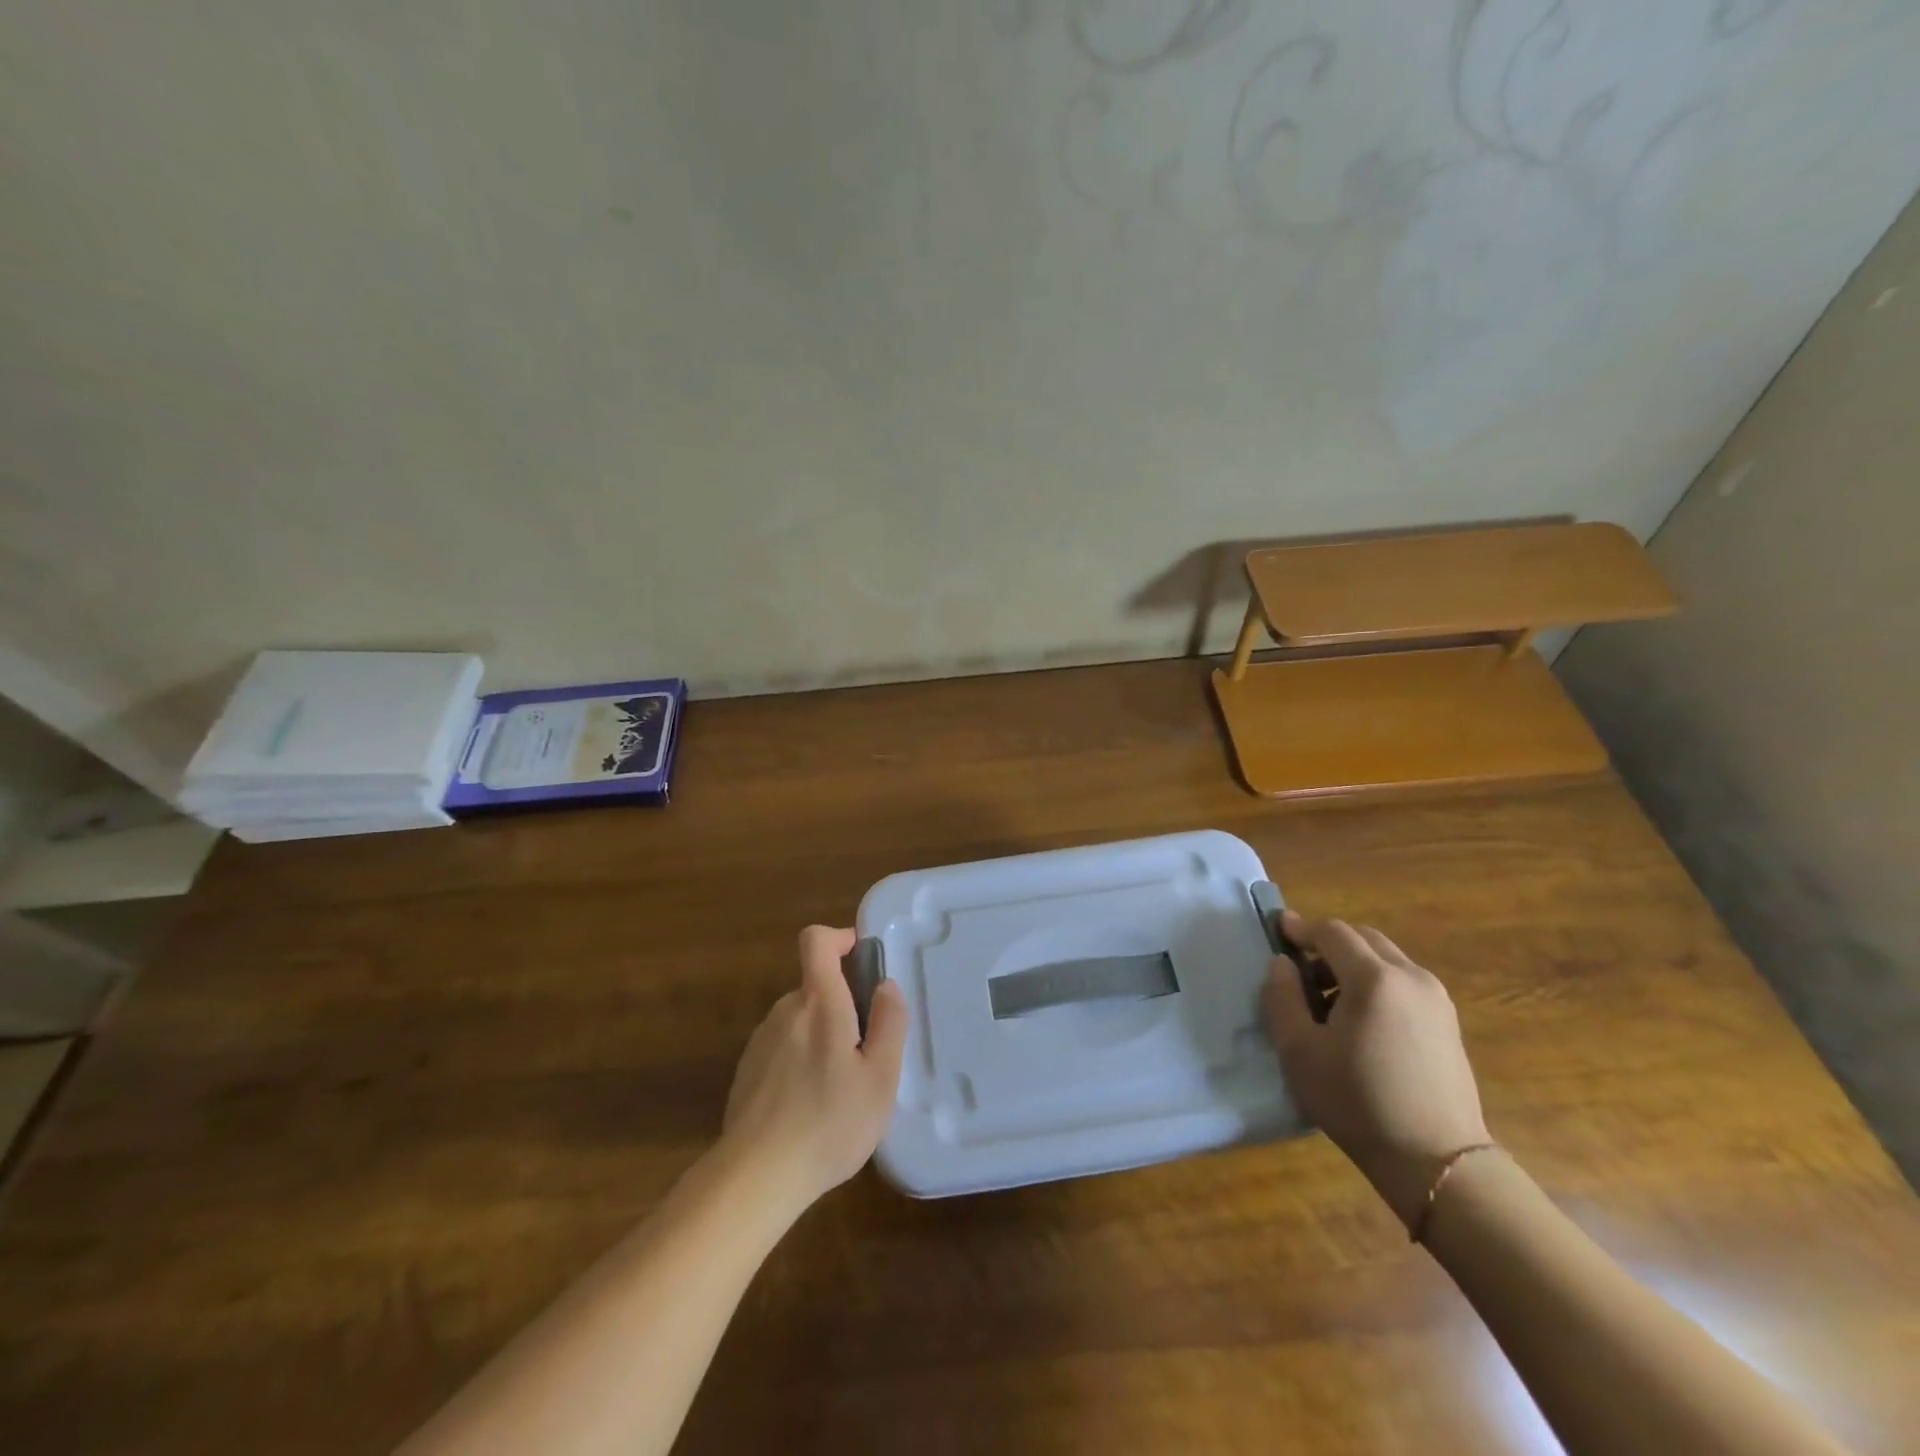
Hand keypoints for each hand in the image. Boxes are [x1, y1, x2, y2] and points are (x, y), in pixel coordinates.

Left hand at [718, 925, 907, 1214]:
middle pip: (816, 988)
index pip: (816, 941)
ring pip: (800, 1021)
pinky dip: (800, 1062)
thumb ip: (889, 1023)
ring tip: (839, 1089)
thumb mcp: (881, 1077)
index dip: (839, 938)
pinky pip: (782, 1049)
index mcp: (818, 1002)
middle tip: (865, 1054)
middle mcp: (785, 1011)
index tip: (861, 959)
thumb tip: (886, 985)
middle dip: (842, 1008)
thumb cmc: (829, 1123)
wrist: (756, 1176)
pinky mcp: (746, 1071)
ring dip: (822, 1038)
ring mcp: (760, 1041)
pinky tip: (809, 1107)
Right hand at [1263, 911, 1490, 1228]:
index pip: (1332, 932)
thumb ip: (1282, 997)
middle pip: (1363, 938)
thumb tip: (1282, 963)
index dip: (1301, 928)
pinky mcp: (1448, 1022)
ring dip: (1353, 963)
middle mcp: (1411, 976)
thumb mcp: (1299, 1050)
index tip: (1278, 931)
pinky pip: (1404, 981)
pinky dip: (1376, 982)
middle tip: (1300, 969)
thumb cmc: (1357, 1102)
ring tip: (1328, 999)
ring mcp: (1436, 999)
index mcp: (1374, 978)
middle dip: (1328, 944)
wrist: (1437, 1162)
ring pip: (1386, 958)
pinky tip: (1361, 1020)